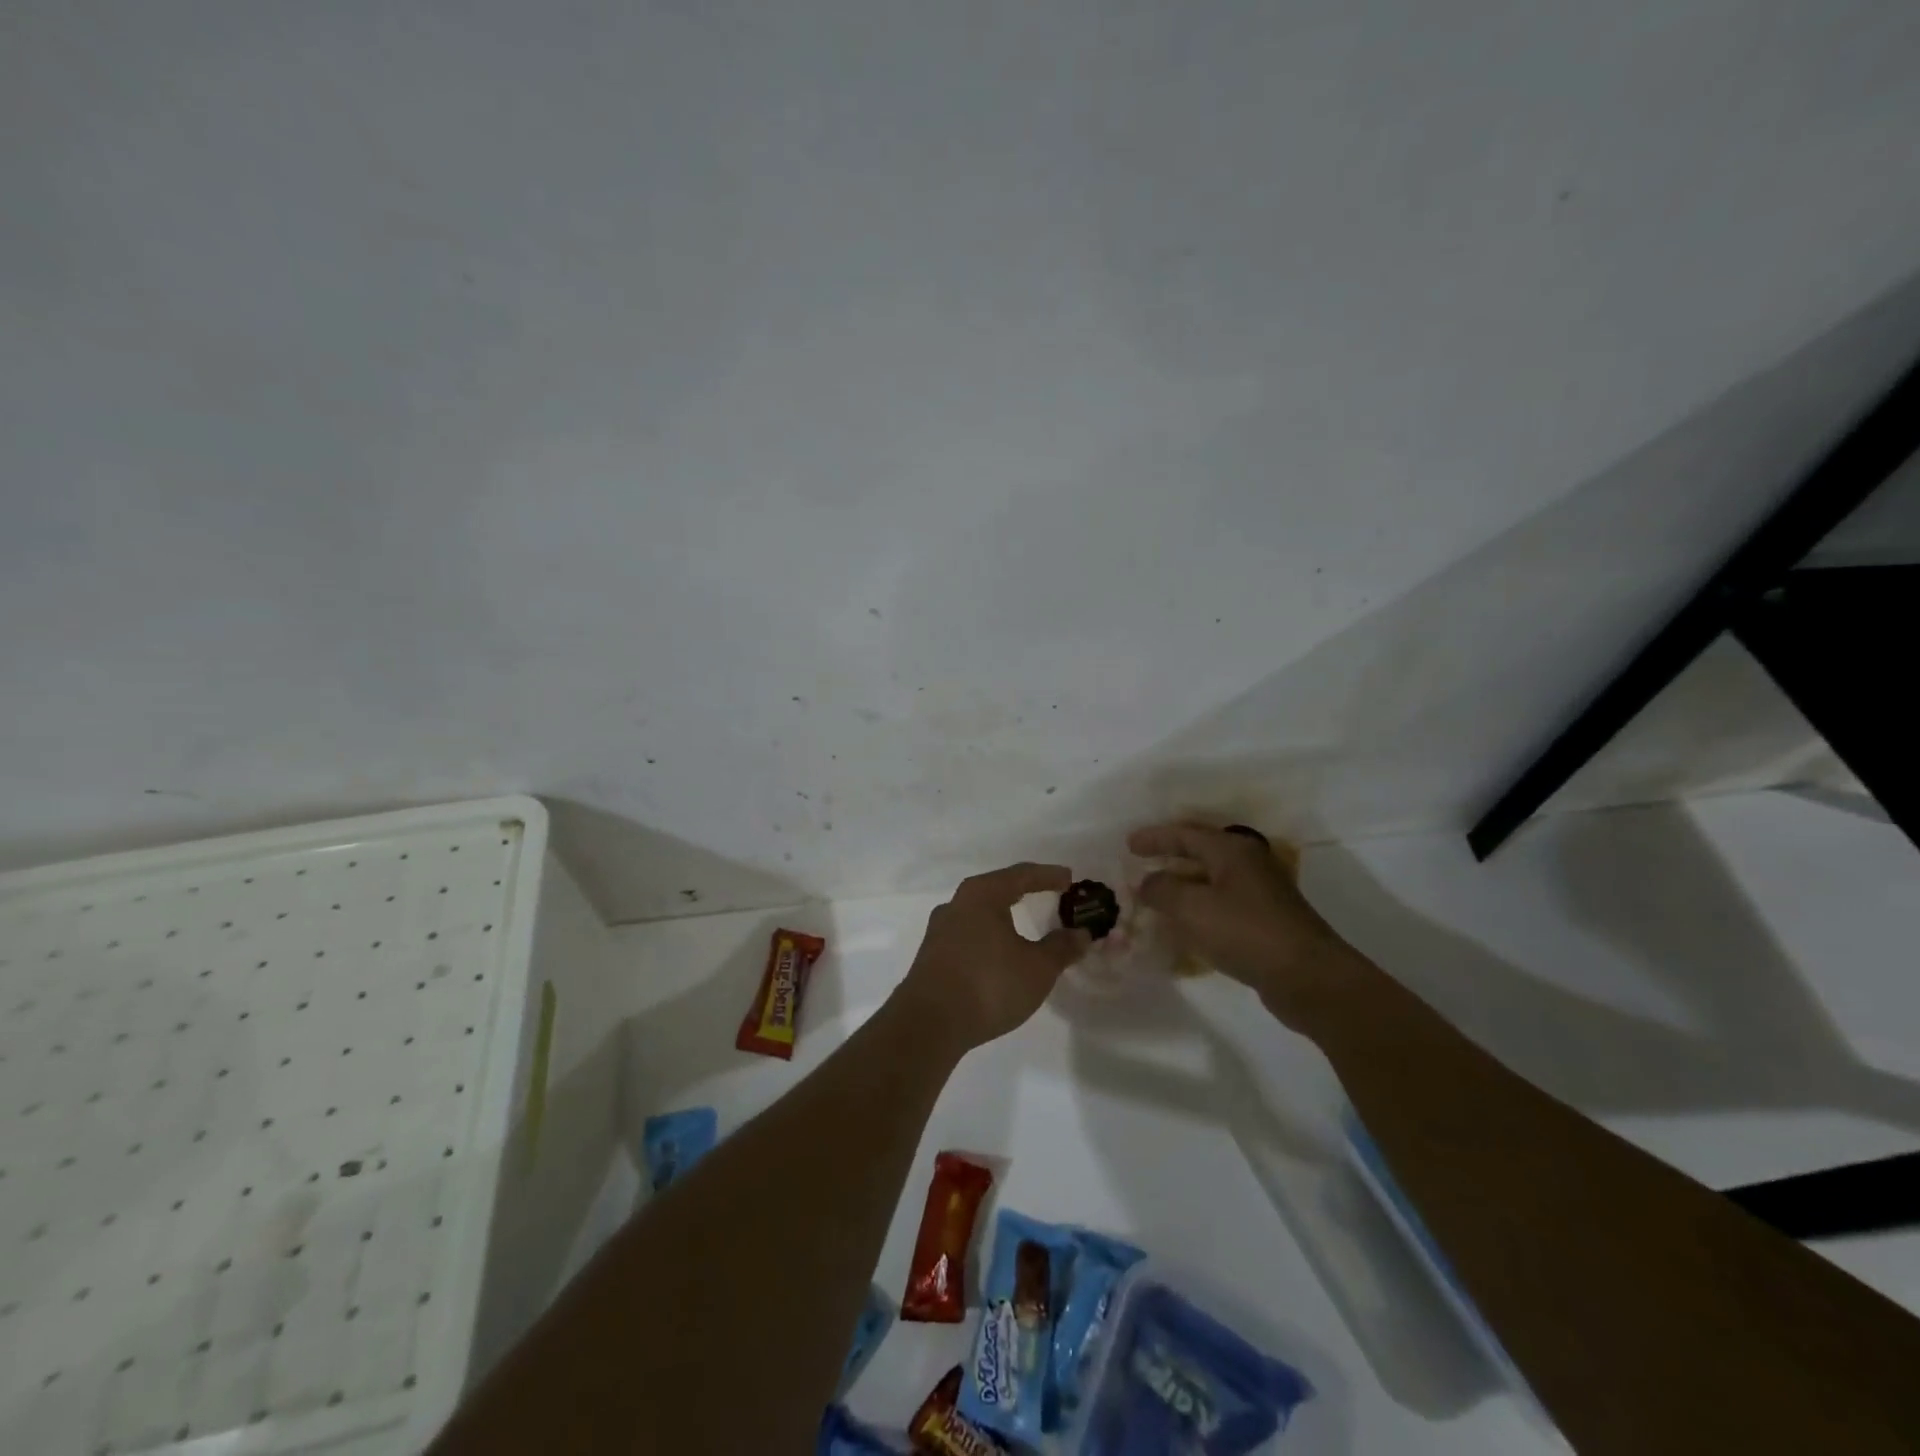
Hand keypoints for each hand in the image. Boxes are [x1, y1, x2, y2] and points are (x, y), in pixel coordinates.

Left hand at [895, 862, 1090, 1054]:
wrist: (929, 1022)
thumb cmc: (989, 984)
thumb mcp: (1037, 968)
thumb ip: (1062, 948)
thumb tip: (1081, 933)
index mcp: (982, 894)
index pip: (1021, 875)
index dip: (1048, 876)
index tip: (1069, 878)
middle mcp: (957, 903)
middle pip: (997, 888)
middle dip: (1024, 891)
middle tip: (1049, 895)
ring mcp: (940, 929)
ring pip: (979, 912)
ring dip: (1004, 914)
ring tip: (1024, 923)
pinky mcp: (932, 954)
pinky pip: (968, 933)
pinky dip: (989, 934)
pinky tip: (998, 951)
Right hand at [1130, 823, 1361, 1029]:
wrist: (1308, 977)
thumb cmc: (1246, 932)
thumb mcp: (1192, 908)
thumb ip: (1161, 890)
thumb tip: (1146, 883)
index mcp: (1231, 850)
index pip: (1185, 834)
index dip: (1154, 838)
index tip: (1128, 845)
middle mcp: (1247, 864)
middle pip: (1200, 853)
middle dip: (1169, 859)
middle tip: (1140, 865)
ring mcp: (1260, 893)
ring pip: (1211, 881)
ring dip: (1182, 886)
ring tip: (1156, 897)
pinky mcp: (1265, 921)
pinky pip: (1221, 905)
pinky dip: (1198, 909)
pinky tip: (1184, 926)